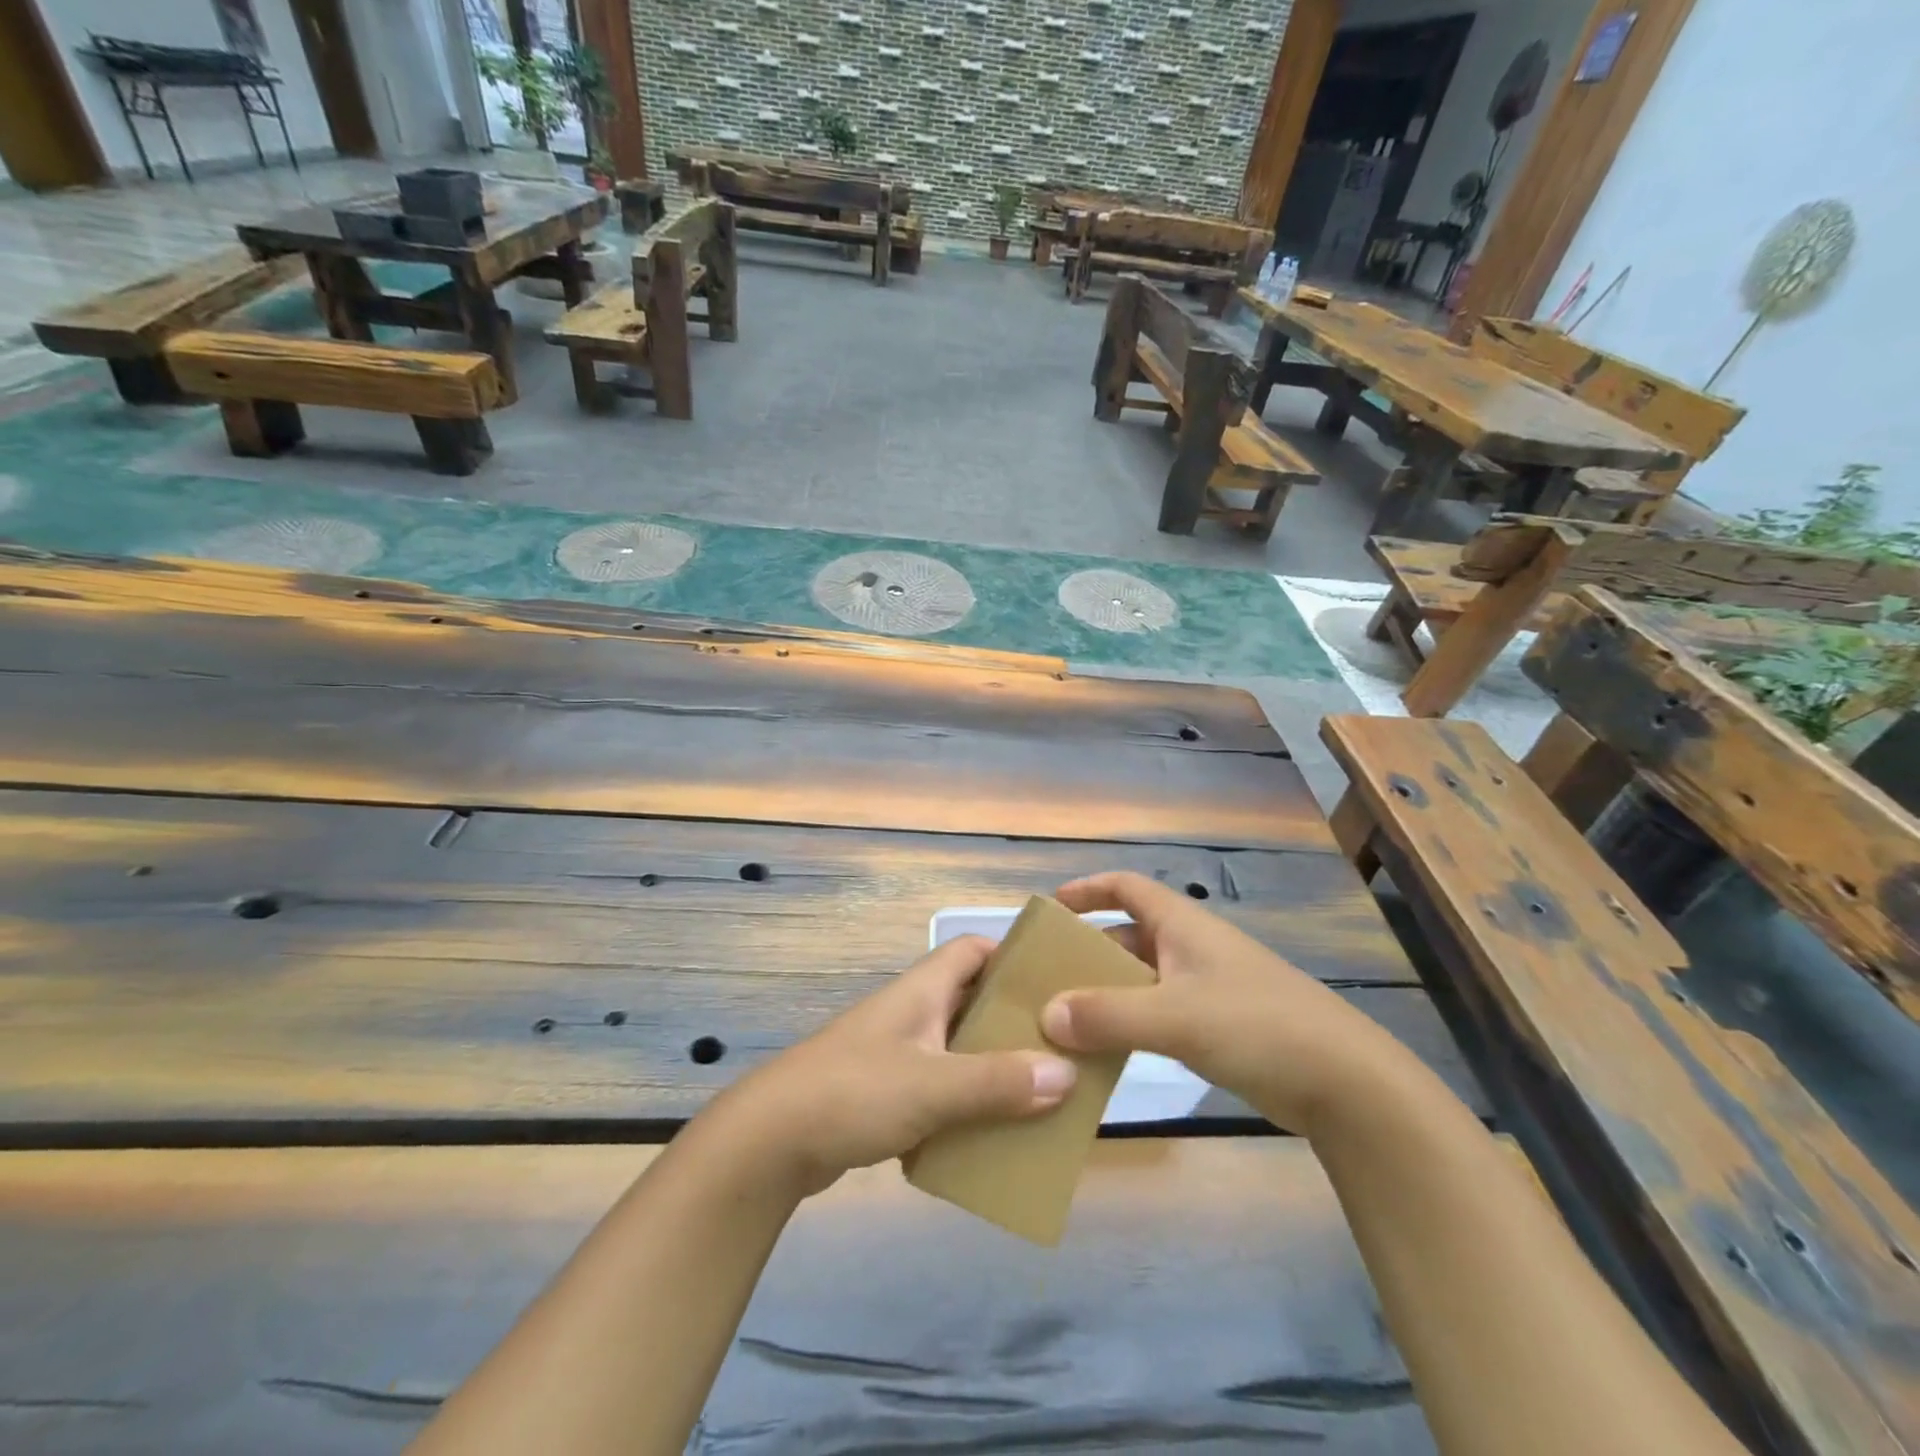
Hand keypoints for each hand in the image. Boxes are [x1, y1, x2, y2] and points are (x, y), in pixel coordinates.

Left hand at [708, 936, 1077, 1195]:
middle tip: (1060, 1048)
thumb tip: (1068, 1074)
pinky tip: (990, 1133)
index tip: (1053, 984)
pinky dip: (964, 1103)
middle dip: (1012, 1022)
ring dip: (991, 1068)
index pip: (972, 950)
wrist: (769, 1142)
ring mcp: (895, 1054)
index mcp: (921, 990)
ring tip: (1039, 1095)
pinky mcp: (883, 1094)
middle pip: (971, 1002)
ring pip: (957, 1049)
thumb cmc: (853, 1092)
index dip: (1011, 957)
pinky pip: (938, 1089)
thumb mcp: (932, 1085)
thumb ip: (997, 1081)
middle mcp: (911, 1013)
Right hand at [1039, 872, 1416, 1134]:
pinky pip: (1159, 1015)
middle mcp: (1192, 948)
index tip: (1051, 908)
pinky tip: (1107, 1052)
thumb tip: (1046, 1013)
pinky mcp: (1219, 1027)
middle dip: (1088, 952)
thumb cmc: (1257, 1026)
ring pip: (1142, 979)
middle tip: (1045, 978)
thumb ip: (1108, 1014)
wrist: (1346, 1084)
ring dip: (1106, 993)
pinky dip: (1130, 1025)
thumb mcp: (1176, 1016)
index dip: (1089, 889)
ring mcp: (1207, 988)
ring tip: (1064, 1020)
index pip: (1127, 887)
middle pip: (1128, 935)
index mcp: (1183, 926)